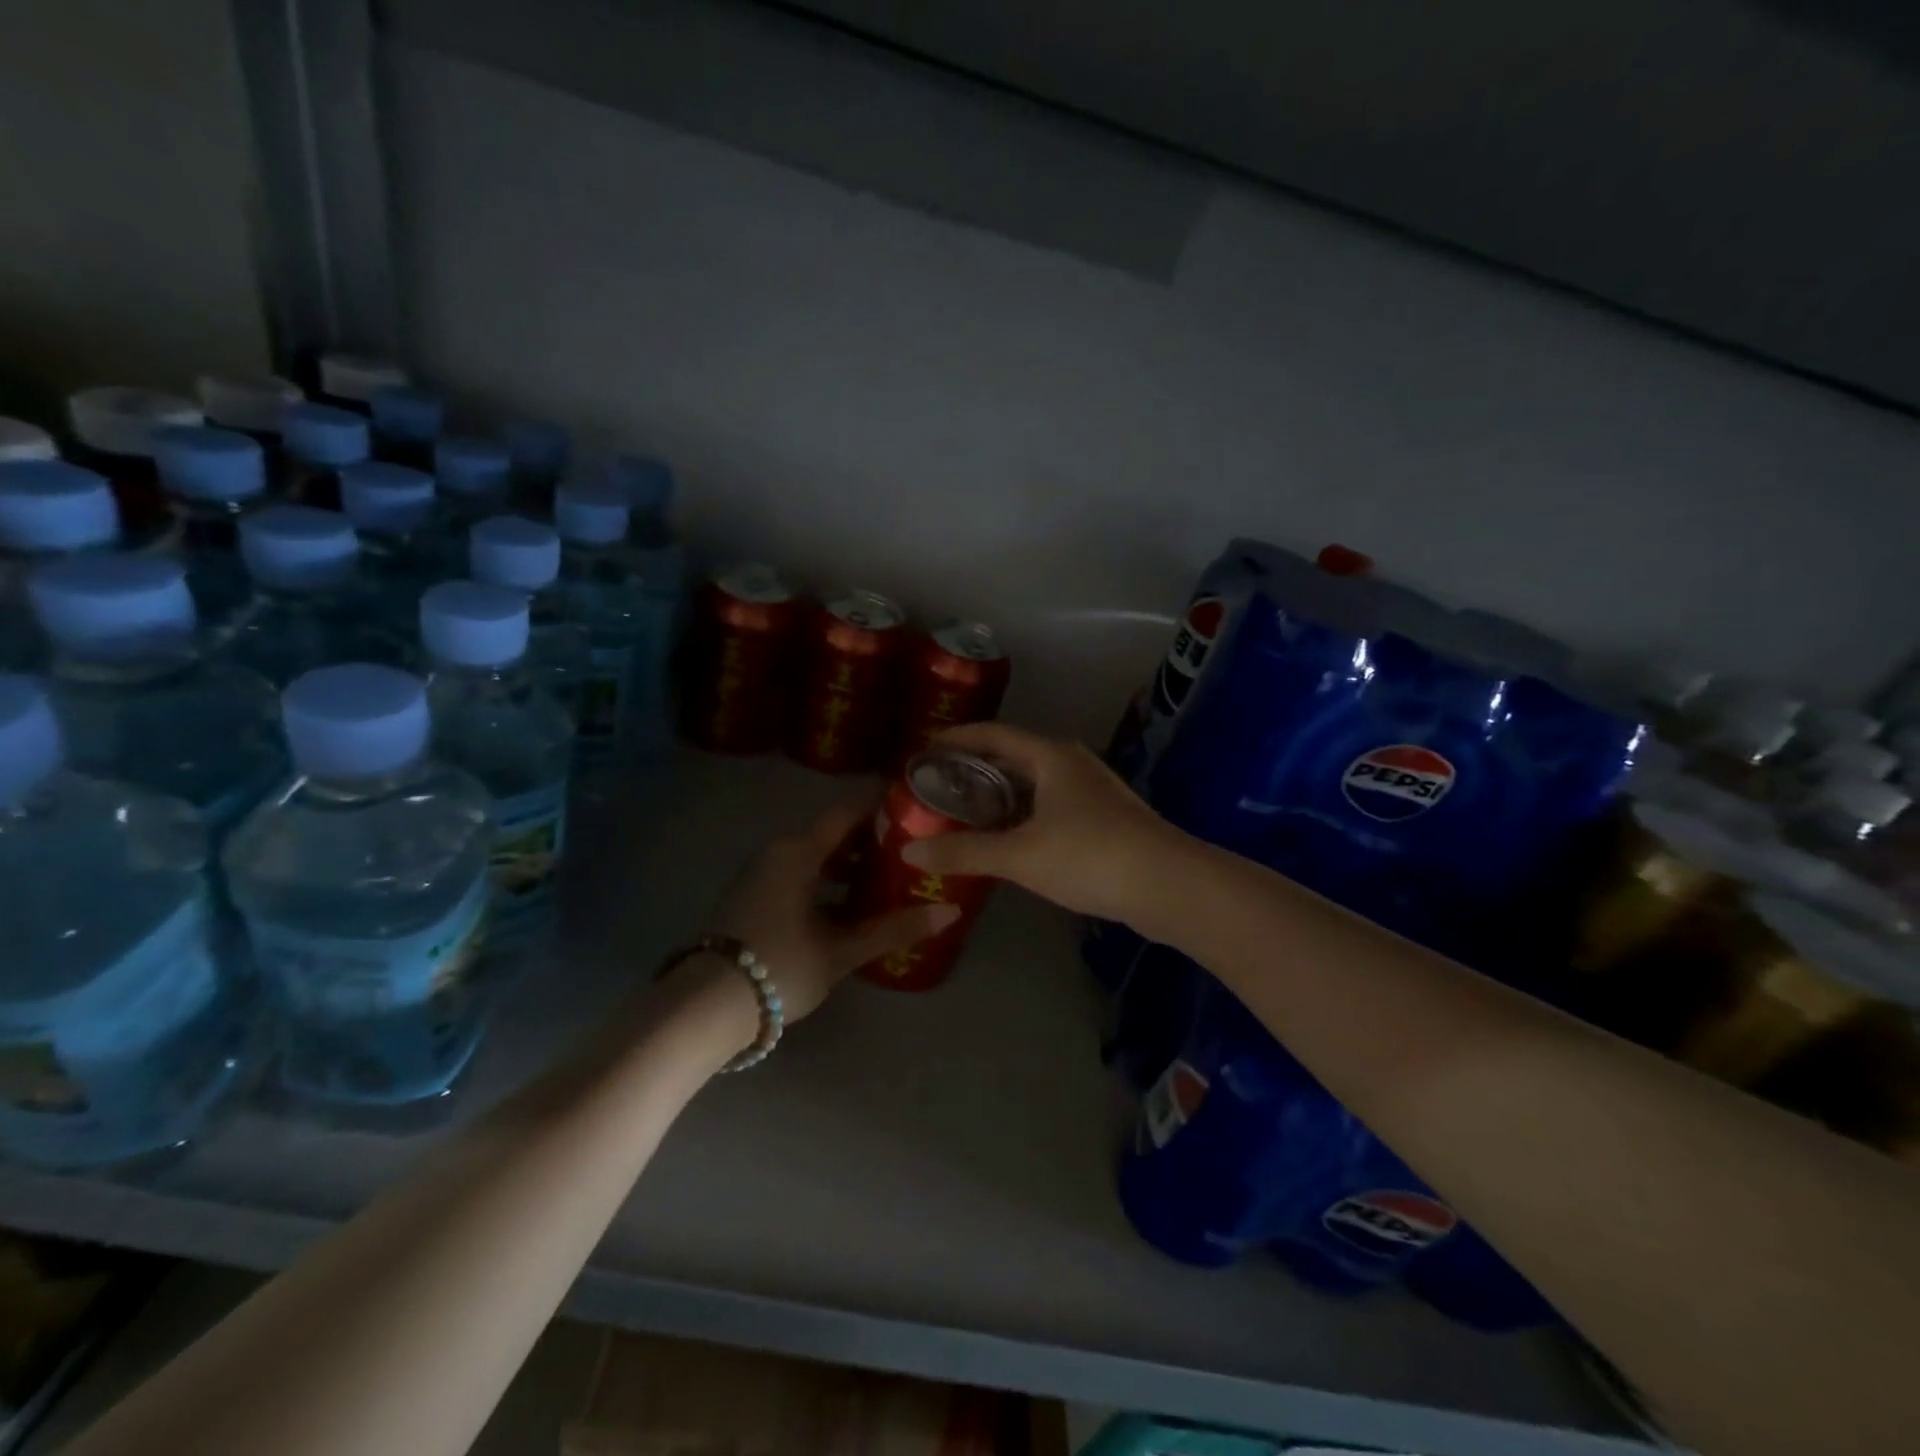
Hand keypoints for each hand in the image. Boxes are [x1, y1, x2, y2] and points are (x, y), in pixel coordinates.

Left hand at [706, 796, 959, 1022]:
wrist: (706, 1005)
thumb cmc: (780, 966)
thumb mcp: (842, 950)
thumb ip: (895, 929)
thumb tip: (951, 912)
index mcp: (799, 851)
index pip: (848, 812)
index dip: (881, 805)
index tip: (916, 805)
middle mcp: (778, 851)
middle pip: (833, 834)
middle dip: (872, 840)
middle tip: (913, 850)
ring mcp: (762, 873)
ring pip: (815, 857)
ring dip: (849, 865)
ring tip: (888, 881)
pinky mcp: (753, 896)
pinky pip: (799, 875)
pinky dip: (826, 882)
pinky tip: (851, 907)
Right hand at [899, 722, 1187, 921]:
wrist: (1170, 886)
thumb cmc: (1090, 856)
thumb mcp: (1020, 855)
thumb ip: (964, 852)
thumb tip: (909, 852)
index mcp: (1050, 756)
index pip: (993, 733)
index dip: (957, 737)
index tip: (924, 748)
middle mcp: (1072, 763)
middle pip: (1014, 755)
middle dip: (976, 767)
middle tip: (938, 785)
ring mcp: (1093, 790)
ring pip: (1035, 782)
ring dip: (1001, 793)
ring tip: (967, 812)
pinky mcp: (1106, 818)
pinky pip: (1052, 804)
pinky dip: (1024, 813)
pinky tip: (1010, 838)